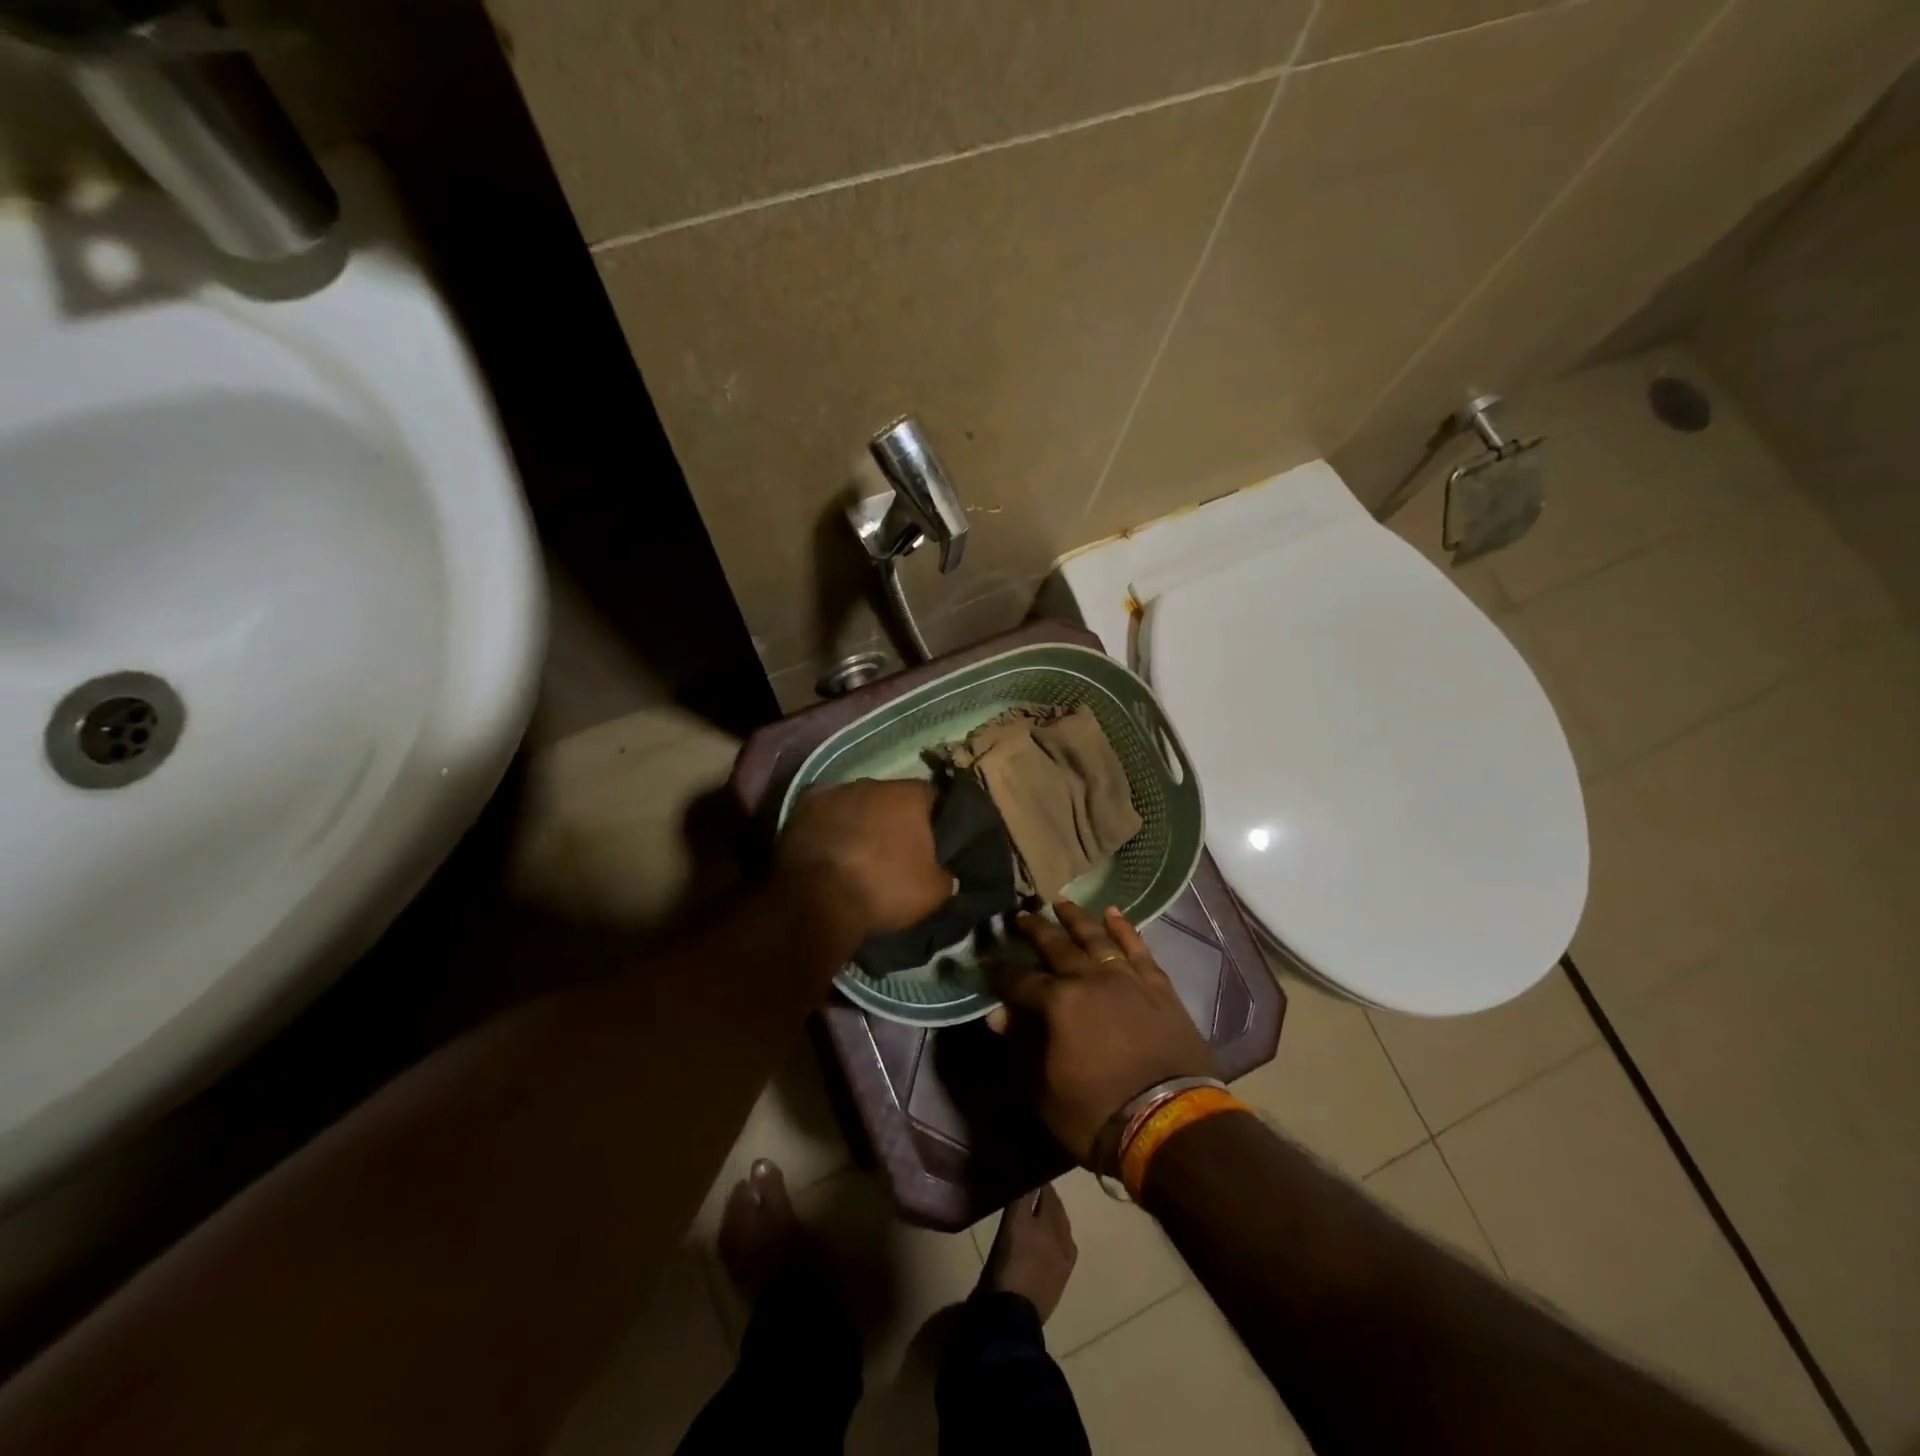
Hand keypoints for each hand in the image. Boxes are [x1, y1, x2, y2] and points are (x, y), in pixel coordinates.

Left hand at [777, 779, 952, 939]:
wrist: (818, 898)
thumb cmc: (884, 889)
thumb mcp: (933, 893)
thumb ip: (946, 876)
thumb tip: (946, 874)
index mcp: (910, 795)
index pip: (931, 797)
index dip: (933, 819)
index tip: (932, 842)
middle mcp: (873, 783)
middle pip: (890, 797)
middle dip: (892, 818)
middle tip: (893, 849)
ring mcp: (834, 791)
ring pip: (855, 802)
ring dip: (858, 820)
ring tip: (856, 852)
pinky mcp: (801, 807)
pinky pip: (823, 813)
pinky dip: (827, 825)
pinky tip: (827, 847)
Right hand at [989, 901, 1215, 1164]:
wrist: (1171, 1124)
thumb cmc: (1098, 1114)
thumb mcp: (1045, 1091)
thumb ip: (1022, 1047)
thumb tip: (998, 1016)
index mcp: (1058, 1003)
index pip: (1020, 981)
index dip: (1000, 972)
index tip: (986, 960)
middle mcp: (1090, 979)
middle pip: (1057, 947)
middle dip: (1035, 930)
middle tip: (1020, 915)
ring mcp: (1127, 979)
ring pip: (1097, 939)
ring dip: (1077, 919)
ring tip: (1061, 902)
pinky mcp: (1158, 987)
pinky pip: (1138, 949)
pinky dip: (1125, 929)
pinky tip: (1113, 913)